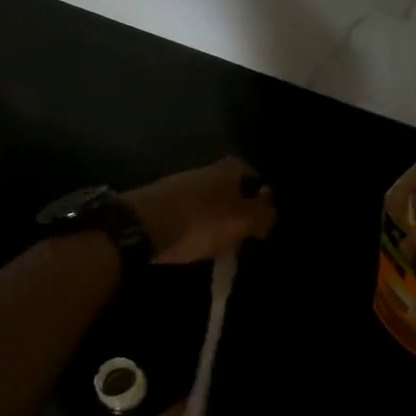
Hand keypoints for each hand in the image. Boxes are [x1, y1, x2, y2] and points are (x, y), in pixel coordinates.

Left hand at [123, 157, 276, 264]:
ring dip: (218, 222)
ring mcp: (184, 183)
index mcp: (231, 168)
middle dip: (240, 214)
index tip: (262, 228)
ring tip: (219, 247)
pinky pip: (191, 214)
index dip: (264, 204)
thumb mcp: (241, 222)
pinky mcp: (165, 201)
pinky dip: (197, 227)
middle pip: (234, 192)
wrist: (142, 225)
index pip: (258, 182)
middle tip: (242, 239)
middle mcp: (209, 169)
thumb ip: (262, 216)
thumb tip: (273, 211)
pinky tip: (195, 244)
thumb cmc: (200, 222)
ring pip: (212, 203)